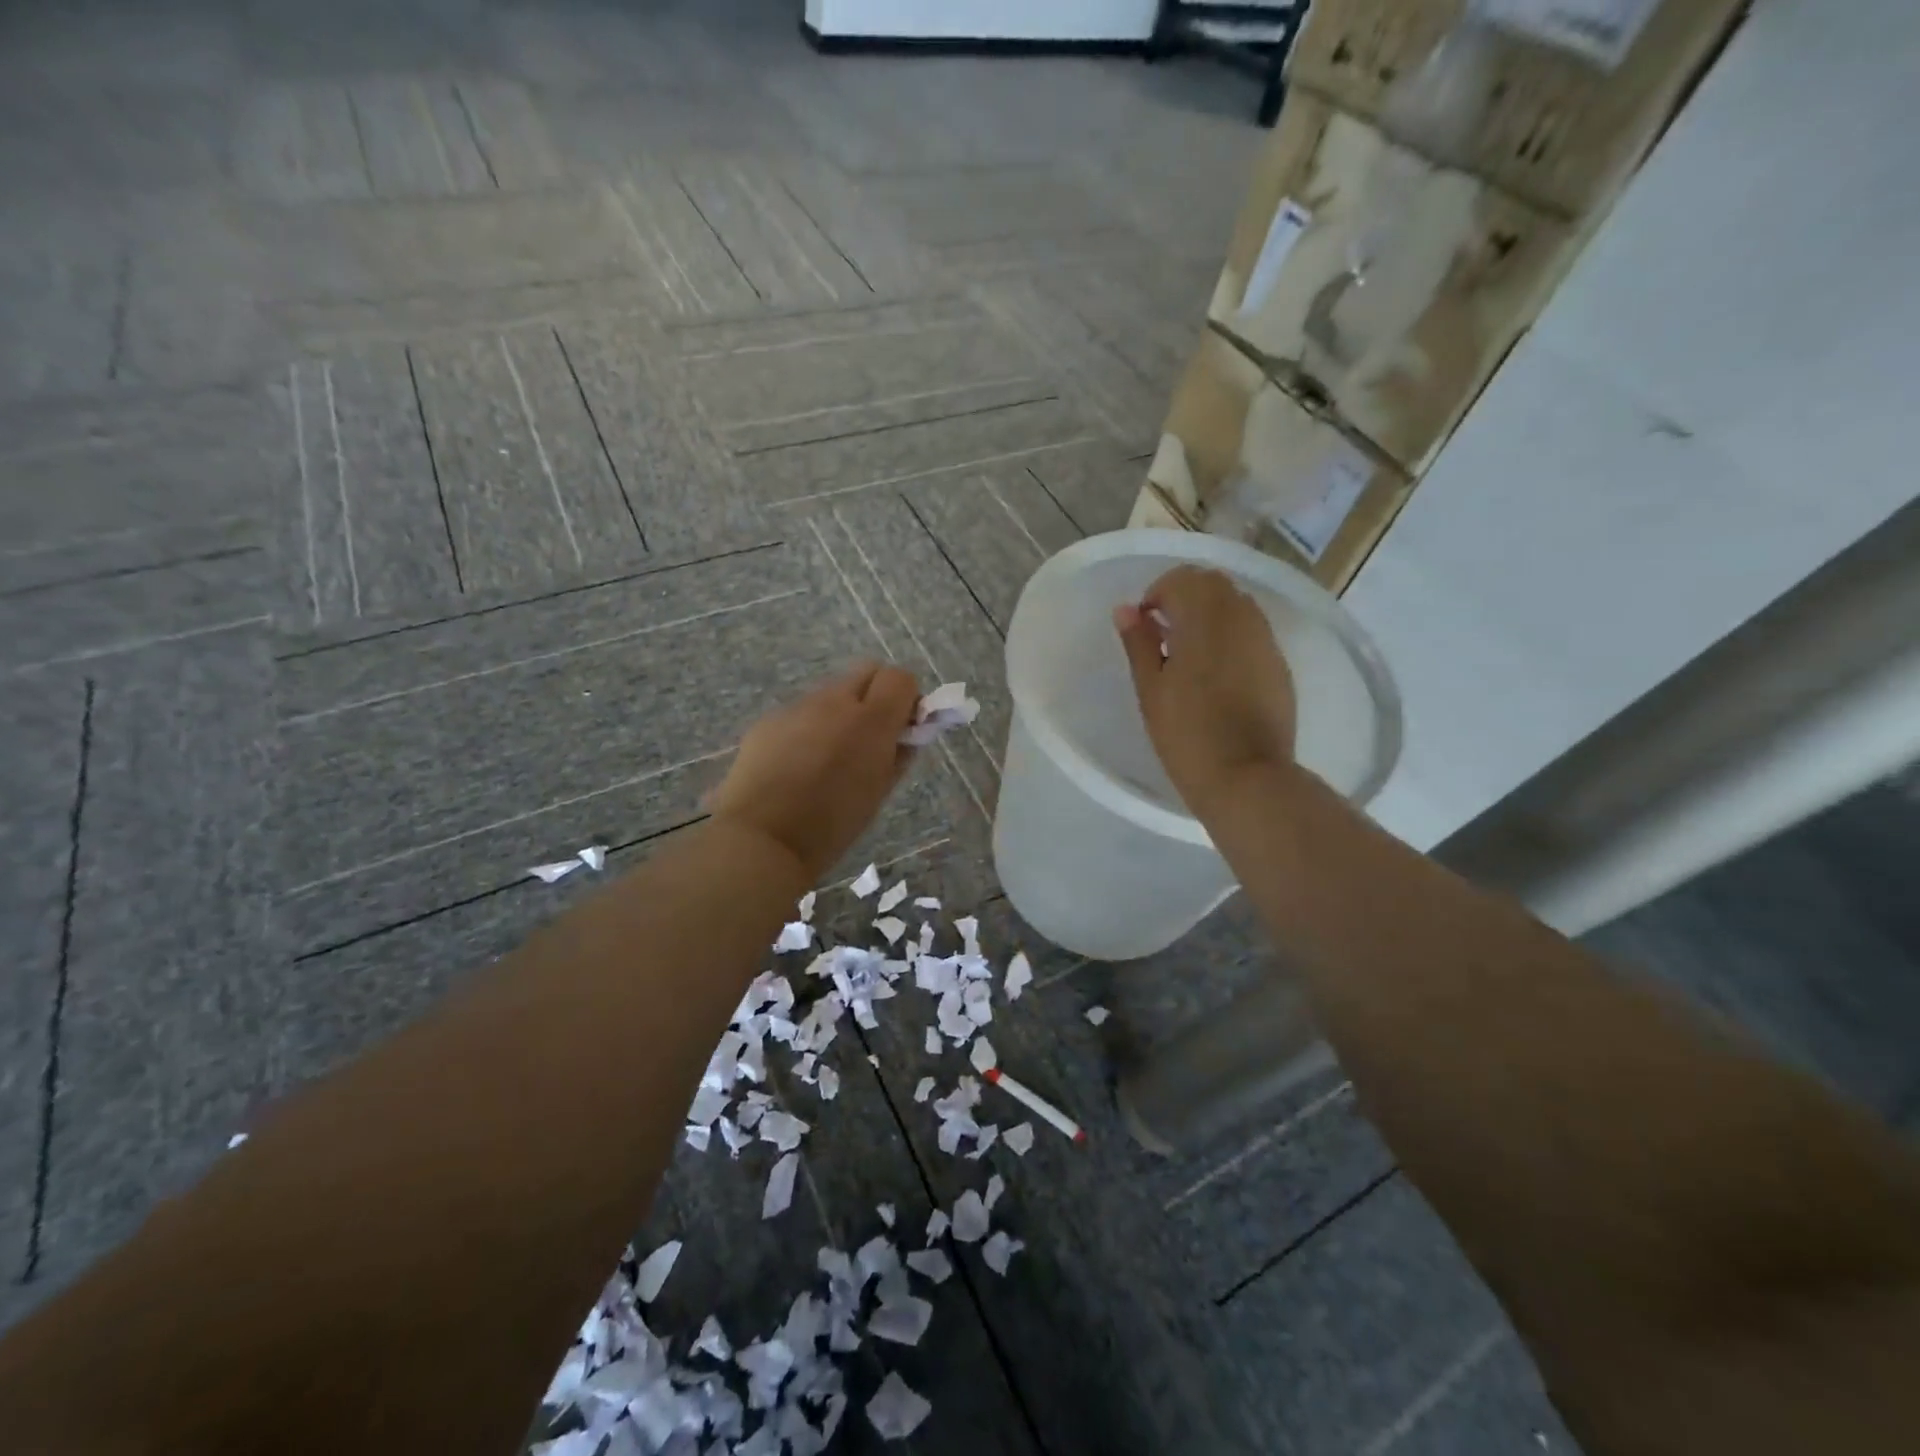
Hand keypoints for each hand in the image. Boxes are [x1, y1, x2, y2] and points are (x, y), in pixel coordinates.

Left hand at [708, 662, 921, 881]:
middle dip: (876, 696)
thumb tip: (906, 734)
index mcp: (870, 720)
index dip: (906, 699)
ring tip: (827, 760)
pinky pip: (799, 714)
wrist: (761, 840)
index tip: (902, 728)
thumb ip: (898, 755)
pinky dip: (807, 730)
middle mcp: (833, 702)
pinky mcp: (767, 721)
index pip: (900, 678)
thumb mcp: (878, 792)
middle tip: (870, 737)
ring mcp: (796, 707)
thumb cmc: (831, 825)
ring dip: (839, 714)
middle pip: (866, 672)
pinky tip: (795, 767)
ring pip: (830, 694)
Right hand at [1114, 566, 1296, 817]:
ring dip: (1210, 614)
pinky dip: (1231, 635)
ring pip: (1237, 604)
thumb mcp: (1151, 690)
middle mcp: (1241, 618)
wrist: (1246, 777)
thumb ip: (1139, 643)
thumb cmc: (1187, 735)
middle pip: (1213, 583)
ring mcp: (1266, 640)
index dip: (1158, 594)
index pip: (1182, 579)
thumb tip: (1126, 610)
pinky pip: (1253, 631)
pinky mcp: (1279, 664)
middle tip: (1164, 634)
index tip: (1145, 625)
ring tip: (1189, 654)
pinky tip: (1217, 673)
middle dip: (1185, 597)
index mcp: (1205, 619)